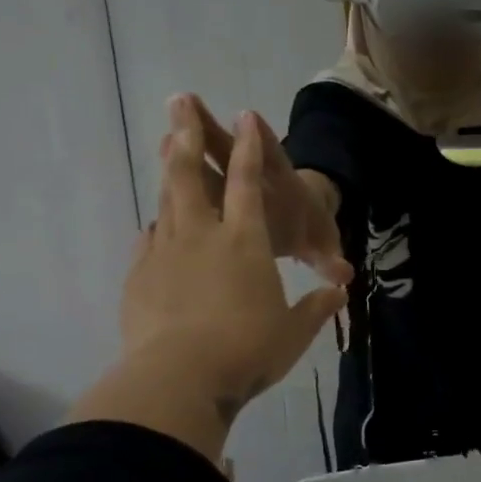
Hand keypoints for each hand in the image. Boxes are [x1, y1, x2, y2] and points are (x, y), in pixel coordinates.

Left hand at [71, 97, 347, 462]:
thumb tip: (340, 291)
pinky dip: (157, 226)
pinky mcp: (140, 277)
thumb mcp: (294, 331)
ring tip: (165, 143)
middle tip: (178, 102)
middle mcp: (203, 235)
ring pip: (166, 201)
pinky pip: (150, 239)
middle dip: (186, 134)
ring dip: (167, 169)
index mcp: (246, 241)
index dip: (249, 147)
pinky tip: (157, 225)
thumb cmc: (248, 349)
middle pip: (190, 174)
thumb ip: (317, 306)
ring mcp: (165, 253)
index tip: (246, 115)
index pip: (248, 182)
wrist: (180, 379)